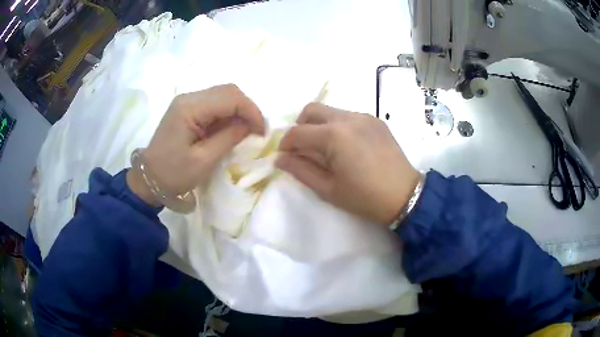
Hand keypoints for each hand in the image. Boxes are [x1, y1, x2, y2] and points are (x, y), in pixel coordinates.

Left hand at [127, 84, 264, 205]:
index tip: (262, 132)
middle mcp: (189, 97)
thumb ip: (229, 138)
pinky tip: (231, 128)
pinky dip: (228, 113)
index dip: (252, 111)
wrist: (149, 179)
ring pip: (223, 94)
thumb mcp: (204, 160)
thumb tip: (250, 125)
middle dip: (247, 108)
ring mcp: (187, 101)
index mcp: (190, 107)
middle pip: (228, 90)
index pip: (230, 97)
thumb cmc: (173, 173)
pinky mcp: (187, 108)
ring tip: (246, 130)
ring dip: (239, 110)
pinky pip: (214, 103)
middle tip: (256, 130)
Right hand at [276, 103, 418, 224]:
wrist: (405, 196)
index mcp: (334, 135)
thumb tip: (280, 159)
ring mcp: (364, 116)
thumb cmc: (364, 197)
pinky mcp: (376, 120)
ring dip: (320, 125)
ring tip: (326, 149)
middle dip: (300, 126)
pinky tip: (346, 146)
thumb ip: (301, 170)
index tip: (284, 156)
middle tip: (303, 148)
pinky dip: (338, 126)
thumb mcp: (328, 189)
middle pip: (312, 110)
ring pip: (331, 111)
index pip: (298, 132)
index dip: (286, 144)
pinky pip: (348, 116)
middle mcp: (348, 118)